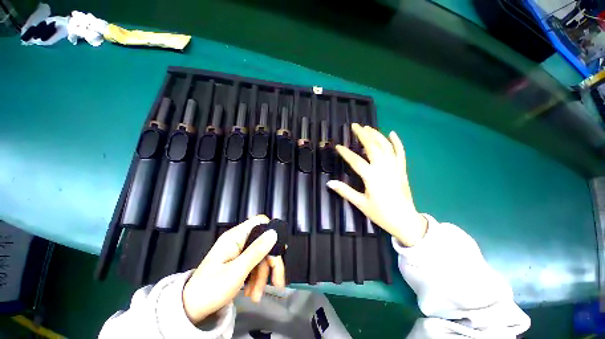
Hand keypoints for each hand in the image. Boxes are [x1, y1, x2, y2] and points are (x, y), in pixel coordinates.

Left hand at [182, 215, 285, 323]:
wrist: (190, 309)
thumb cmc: (210, 289)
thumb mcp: (236, 271)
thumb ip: (257, 251)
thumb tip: (273, 233)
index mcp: (235, 237)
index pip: (259, 222)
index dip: (271, 230)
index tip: (280, 247)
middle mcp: (238, 240)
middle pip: (263, 243)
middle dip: (271, 263)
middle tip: (277, 281)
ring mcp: (239, 251)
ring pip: (260, 256)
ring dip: (262, 276)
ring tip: (257, 295)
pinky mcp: (239, 262)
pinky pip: (254, 265)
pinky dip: (256, 279)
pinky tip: (253, 292)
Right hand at [327, 123, 427, 246]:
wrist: (405, 221)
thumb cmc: (381, 213)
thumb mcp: (361, 204)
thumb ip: (345, 191)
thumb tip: (329, 183)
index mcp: (372, 177)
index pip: (356, 161)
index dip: (346, 153)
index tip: (338, 146)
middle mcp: (384, 169)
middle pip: (373, 147)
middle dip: (363, 135)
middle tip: (355, 126)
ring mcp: (395, 168)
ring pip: (386, 147)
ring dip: (377, 135)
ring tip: (368, 127)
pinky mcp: (402, 170)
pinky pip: (400, 153)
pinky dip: (397, 142)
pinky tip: (392, 133)